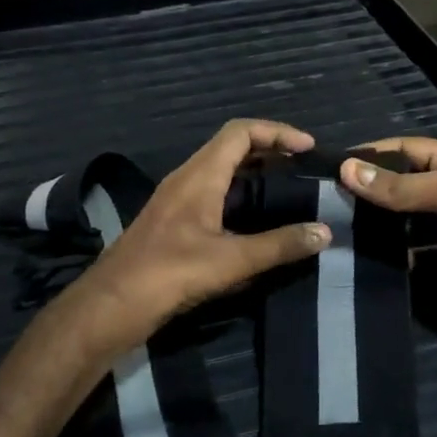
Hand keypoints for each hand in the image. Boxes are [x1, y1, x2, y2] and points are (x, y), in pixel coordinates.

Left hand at [66, 120, 330, 354]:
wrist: (112, 304)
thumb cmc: (169, 274)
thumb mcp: (230, 261)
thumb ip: (278, 246)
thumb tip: (324, 232)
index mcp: (199, 176)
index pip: (240, 132)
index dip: (276, 132)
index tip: (308, 148)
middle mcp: (186, 179)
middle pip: (231, 147)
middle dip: (269, 150)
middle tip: (303, 168)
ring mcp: (177, 201)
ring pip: (221, 171)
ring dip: (254, 173)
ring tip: (288, 189)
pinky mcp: (173, 223)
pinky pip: (213, 194)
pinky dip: (240, 195)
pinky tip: (257, 220)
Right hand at [340, 137, 436, 358]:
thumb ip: (405, 185)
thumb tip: (346, 169)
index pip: (404, 149)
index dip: (370, 155)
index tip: (328, 168)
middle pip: (400, 181)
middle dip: (366, 187)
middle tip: (322, 200)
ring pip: (401, 215)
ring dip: (373, 218)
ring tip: (332, 225)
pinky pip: (409, 246)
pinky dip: (387, 248)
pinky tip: (359, 252)